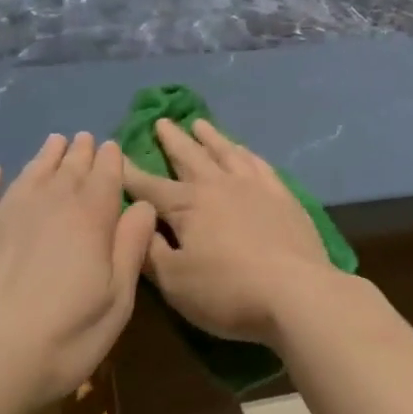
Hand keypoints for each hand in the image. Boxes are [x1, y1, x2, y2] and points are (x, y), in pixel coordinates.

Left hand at [0, 132, 155, 413]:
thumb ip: (131, 247)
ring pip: (30, 173)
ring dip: (45, 156)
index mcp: (89, 218)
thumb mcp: (117, 301)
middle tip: (85, 139)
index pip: (105, 176)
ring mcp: (3, 213)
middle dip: (80, 153)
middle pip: (68, 169)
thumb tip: (143, 205)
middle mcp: (48, 203)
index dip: (110, 160)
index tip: (111, 147)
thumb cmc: (64, 338)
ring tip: (55, 142)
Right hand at [121, 118, 334, 344]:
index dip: (130, 173)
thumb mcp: (175, 282)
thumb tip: (135, 223)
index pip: (150, 186)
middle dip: (173, 140)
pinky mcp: (283, 196)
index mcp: (187, 206)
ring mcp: (255, 187)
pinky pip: (259, 164)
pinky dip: (246, 153)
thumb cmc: (228, 291)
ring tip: (200, 123)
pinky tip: (244, 150)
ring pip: (226, 152)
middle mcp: (218, 186)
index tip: (115, 155)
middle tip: (162, 121)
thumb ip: (150, 252)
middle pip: (190, 156)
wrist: (296, 292)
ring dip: (211, 137)